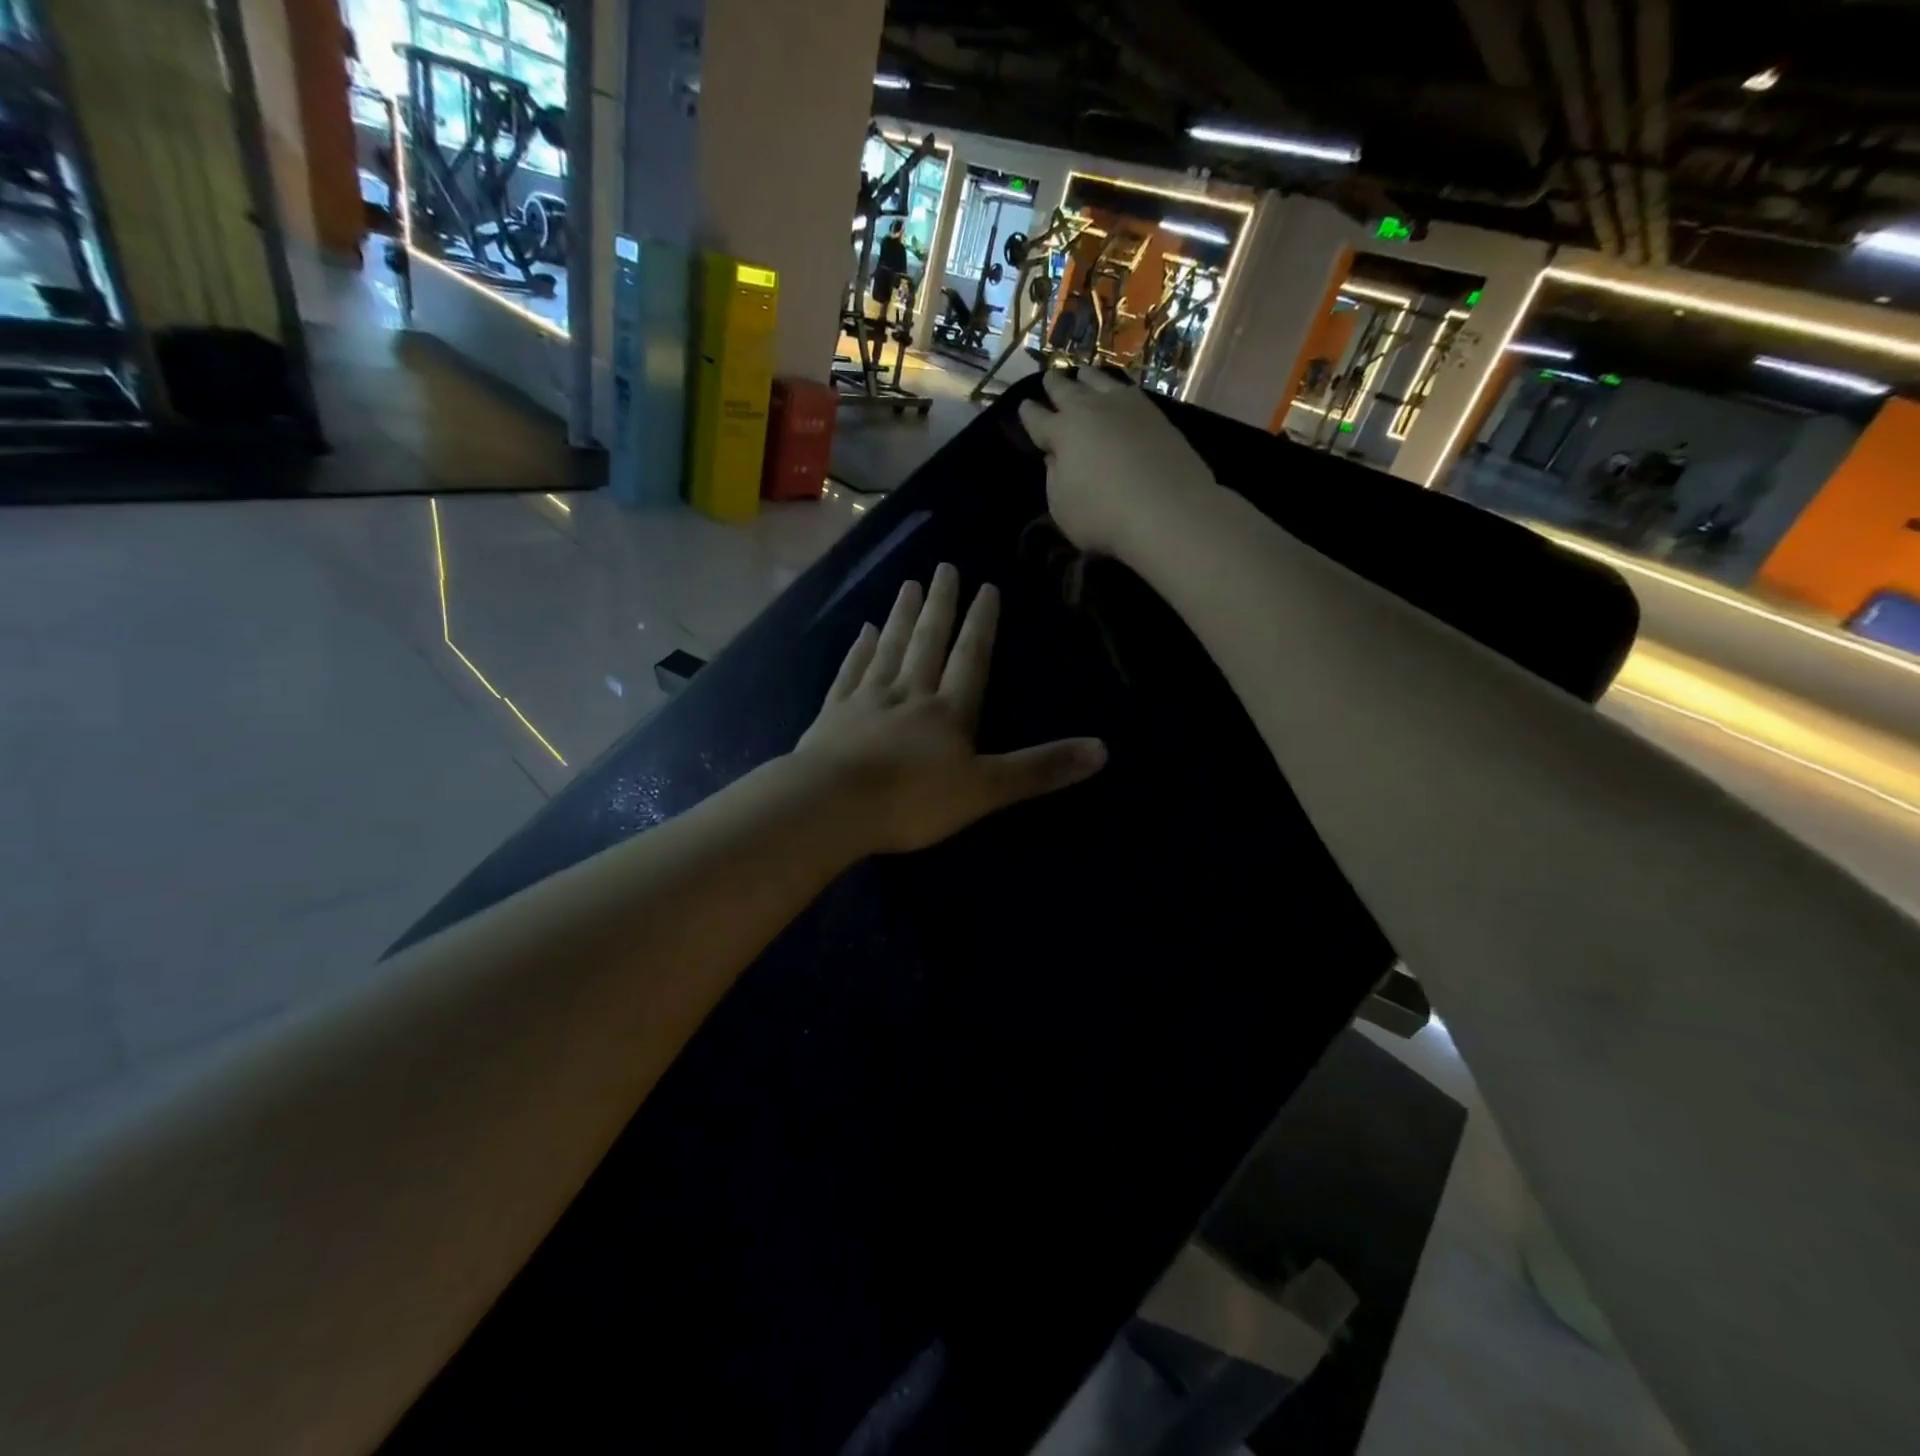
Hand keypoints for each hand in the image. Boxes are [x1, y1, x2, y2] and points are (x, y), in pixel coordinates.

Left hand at [794, 563, 1106, 854]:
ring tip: (909, 584)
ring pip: (889, 648)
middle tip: (944, 567)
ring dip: (902, 616)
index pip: (970, 658)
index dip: (981, 624)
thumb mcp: (986, 790)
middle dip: (941, 605)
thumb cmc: (913, 802)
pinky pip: (850, 673)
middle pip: (928, 642)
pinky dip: (858, 650)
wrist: (833, 807)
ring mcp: (867, 700)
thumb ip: (1040, 769)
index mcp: (949, 711)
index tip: (985, 586)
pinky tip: (863, 631)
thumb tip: (1103, 750)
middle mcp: (910, 694)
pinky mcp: (833, 714)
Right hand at [1017, 369, 1217, 559]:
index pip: (1039, 419)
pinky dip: (1118, 388)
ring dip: (1088, 377)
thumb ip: (1055, 478)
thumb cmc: (1103, 515)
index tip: (1024, 406)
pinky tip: (1120, 392)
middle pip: (1069, 391)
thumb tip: (1056, 457)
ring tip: (1083, 373)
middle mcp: (1092, 410)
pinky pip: (1130, 391)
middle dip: (1055, 385)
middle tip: (1049, 376)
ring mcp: (1128, 407)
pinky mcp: (1157, 415)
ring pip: (1101, 382)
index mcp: (1063, 431)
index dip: (1029, 413)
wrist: (1168, 509)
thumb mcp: (1062, 507)